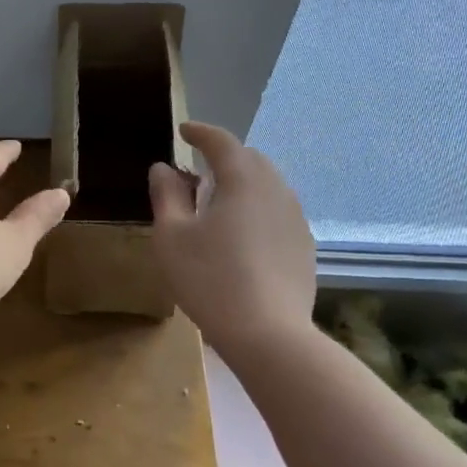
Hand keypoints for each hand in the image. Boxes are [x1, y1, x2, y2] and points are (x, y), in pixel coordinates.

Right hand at [148, 122, 316, 339]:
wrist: (268, 335)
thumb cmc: (210, 279)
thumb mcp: (172, 236)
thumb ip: (167, 195)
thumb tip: (163, 168)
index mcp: (243, 180)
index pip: (222, 142)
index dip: (201, 132)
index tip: (184, 131)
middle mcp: (276, 190)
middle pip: (250, 160)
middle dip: (224, 156)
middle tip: (198, 168)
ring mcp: (295, 219)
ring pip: (268, 186)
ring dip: (242, 183)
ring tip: (218, 200)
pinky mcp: (304, 246)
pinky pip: (277, 212)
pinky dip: (256, 208)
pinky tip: (241, 234)